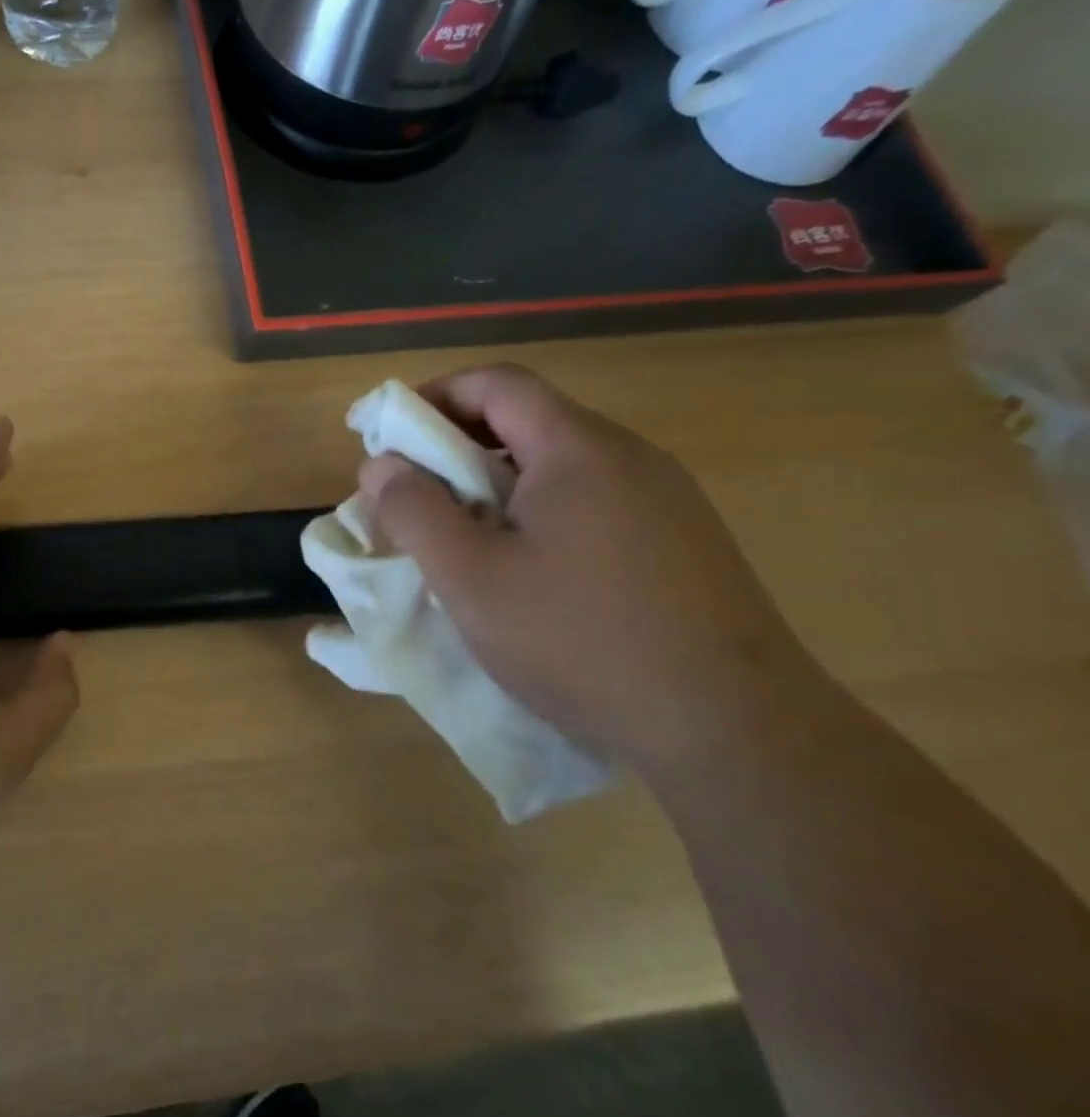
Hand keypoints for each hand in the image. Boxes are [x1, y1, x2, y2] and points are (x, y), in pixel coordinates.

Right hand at [360, 365, 825, 779]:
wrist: (736, 732)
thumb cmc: (580, 641)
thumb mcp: (470, 578)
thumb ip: (414, 511)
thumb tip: (380, 465)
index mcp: (577, 448)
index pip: (494, 383)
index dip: (431, 397)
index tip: (386, 436)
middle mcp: (628, 456)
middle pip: (527, 419)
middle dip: (457, 445)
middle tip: (414, 494)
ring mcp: (665, 499)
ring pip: (559, 464)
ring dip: (496, 483)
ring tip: (462, 536)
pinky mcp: (682, 542)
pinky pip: (592, 501)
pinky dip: (539, 512)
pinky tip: (528, 570)